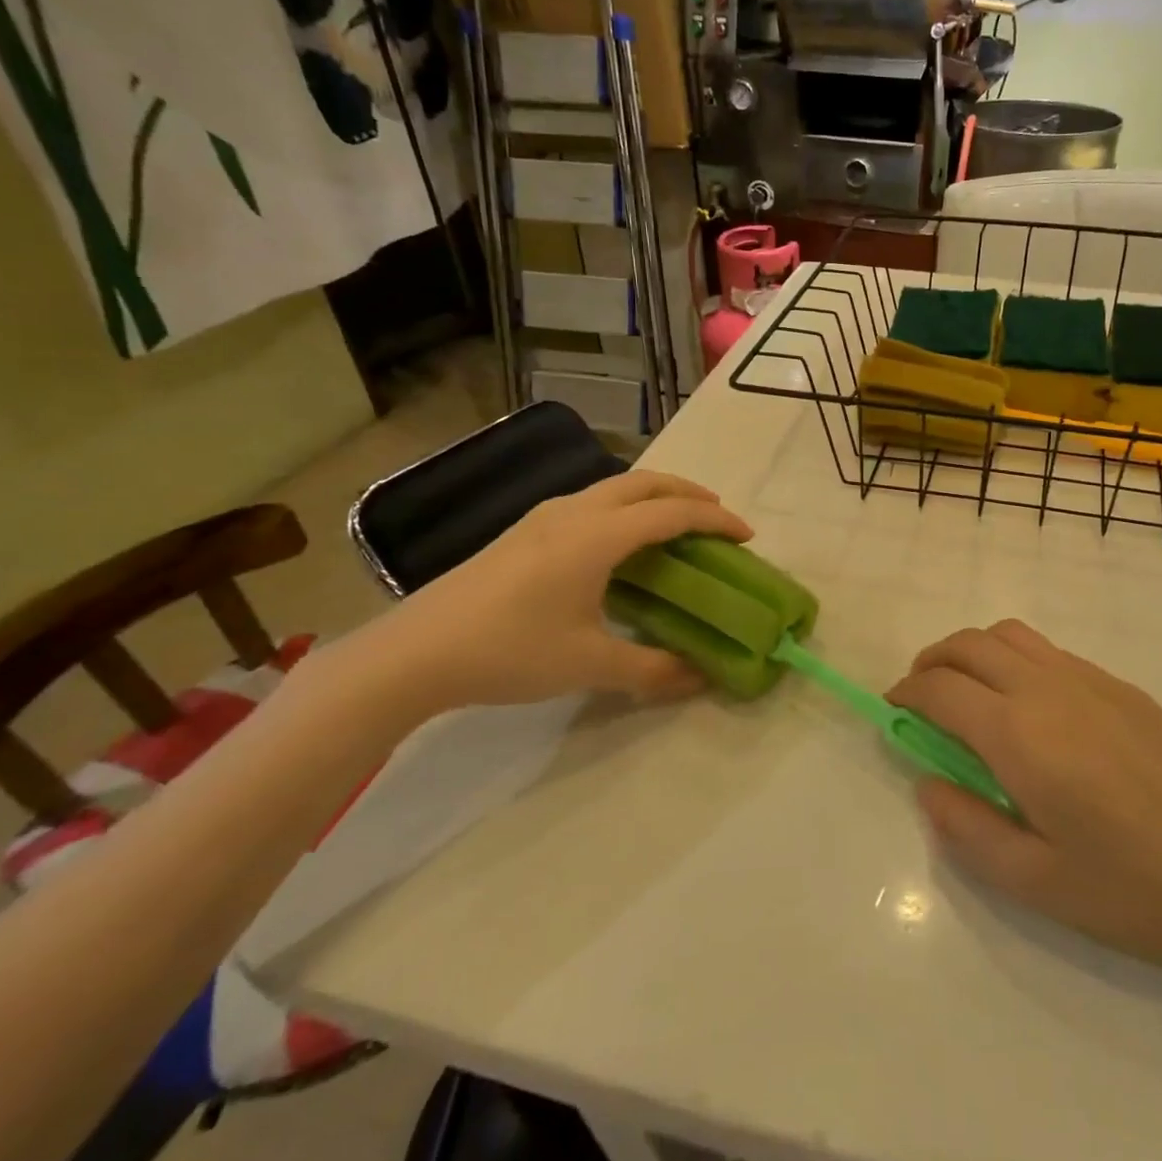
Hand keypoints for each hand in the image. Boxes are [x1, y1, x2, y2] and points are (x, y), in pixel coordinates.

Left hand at [360, 470, 752, 710]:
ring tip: (674, 524)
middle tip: (717, 516)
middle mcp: (574, 512)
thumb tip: (700, 677)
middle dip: (688, 492)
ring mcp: (543, 517)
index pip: (672, 513)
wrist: (414, 653)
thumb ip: (651, 668)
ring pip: (613, 487)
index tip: (747, 536)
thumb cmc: (509, 651)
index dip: (715, 521)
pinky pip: (591, 502)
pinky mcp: (523, 531)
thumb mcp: (588, 665)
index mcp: (597, 536)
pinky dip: (624, 508)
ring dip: (653, 496)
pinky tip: (618, 543)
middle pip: (644, 482)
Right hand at [889, 620, 1161, 974]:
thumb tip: (927, 784)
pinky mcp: (1118, 684)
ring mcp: (1086, 678)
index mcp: (1018, 734)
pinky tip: (1027, 708)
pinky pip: (1047, 650)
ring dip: (972, 652)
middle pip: (968, 644)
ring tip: (968, 696)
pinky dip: (1013, 659)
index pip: (940, 688)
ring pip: (1008, 634)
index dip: (906, 694)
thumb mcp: (1037, 882)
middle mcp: (1046, 688)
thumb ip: (967, 828)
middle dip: (931, 662)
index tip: (894, 715)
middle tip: (921, 701)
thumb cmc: (1137, 887)